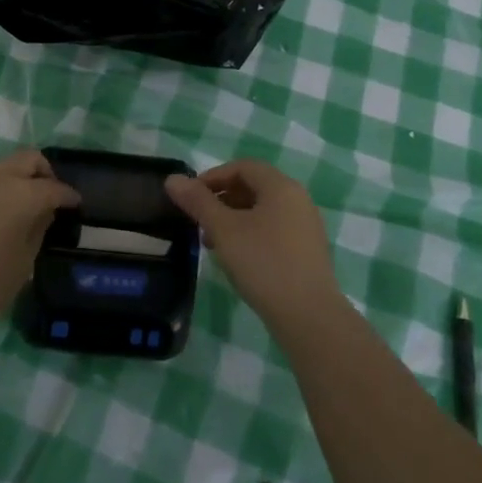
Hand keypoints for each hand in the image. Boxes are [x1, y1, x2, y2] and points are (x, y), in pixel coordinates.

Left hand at [0, 150, 79, 337]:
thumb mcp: (22, 264)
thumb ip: (36, 231)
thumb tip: (42, 212)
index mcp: (21, 195)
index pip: (53, 187)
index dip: (67, 195)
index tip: (74, 203)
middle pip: (27, 158)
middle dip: (43, 171)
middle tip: (47, 194)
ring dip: (11, 178)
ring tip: (12, 205)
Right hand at [165, 160, 341, 328]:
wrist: (308, 316)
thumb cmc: (263, 263)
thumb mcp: (223, 230)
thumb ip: (198, 202)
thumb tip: (173, 179)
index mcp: (281, 186)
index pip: (242, 166)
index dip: (212, 177)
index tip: (190, 197)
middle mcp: (298, 199)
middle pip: (253, 186)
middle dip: (221, 199)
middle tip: (198, 220)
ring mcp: (306, 226)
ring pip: (262, 210)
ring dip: (233, 218)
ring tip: (212, 242)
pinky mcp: (307, 250)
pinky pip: (273, 229)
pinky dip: (250, 233)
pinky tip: (236, 257)